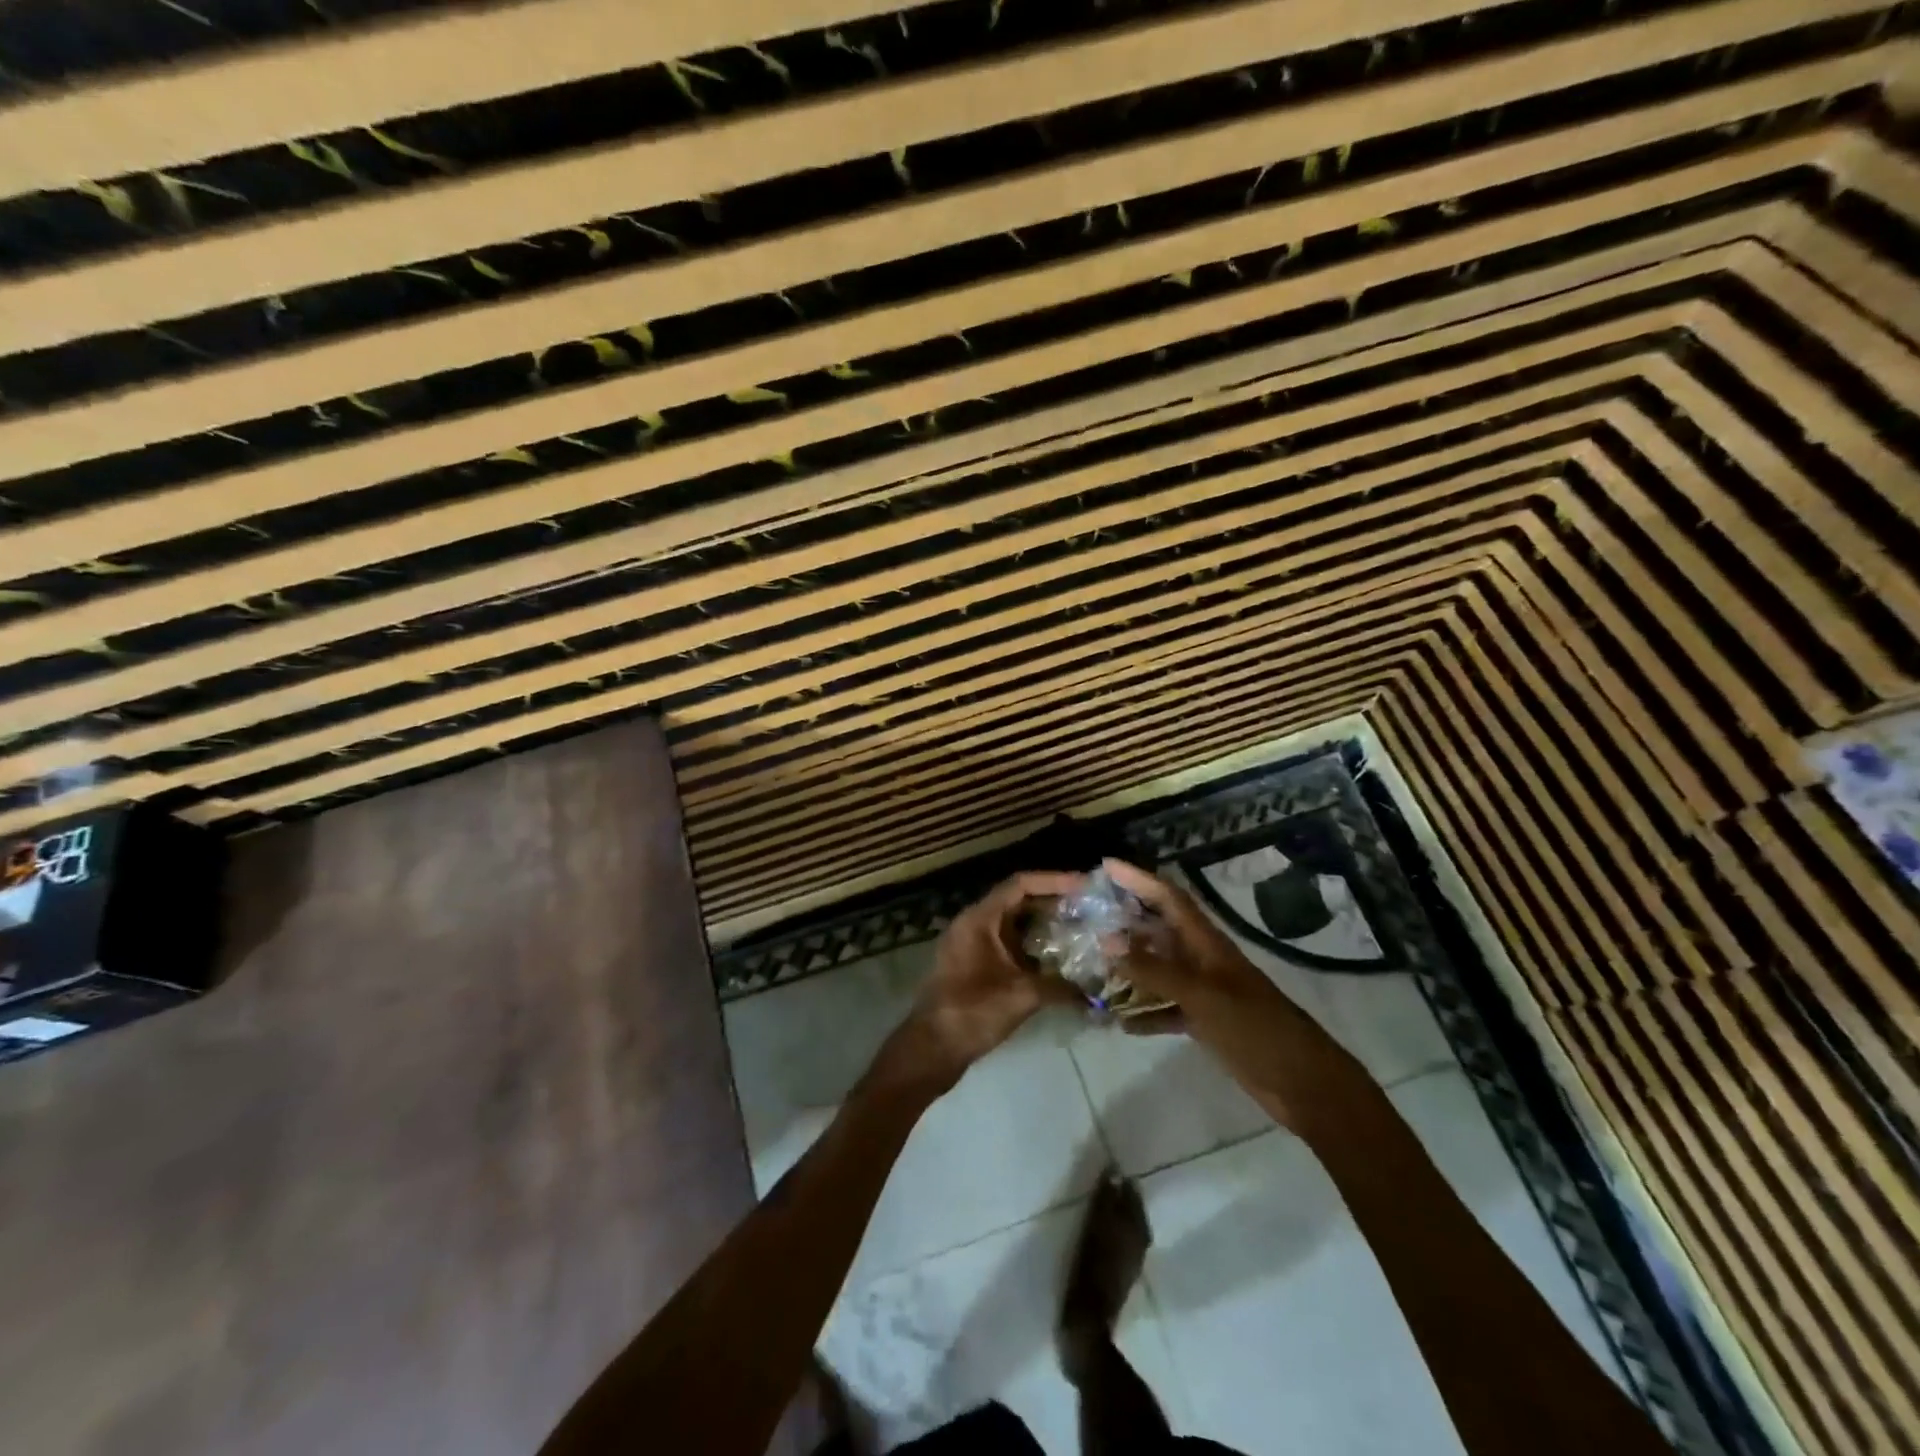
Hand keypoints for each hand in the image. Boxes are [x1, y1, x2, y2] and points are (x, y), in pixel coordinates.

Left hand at [870, 871, 1083, 1095]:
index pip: (1020, 884)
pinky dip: (1033, 947)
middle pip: (1019, 901)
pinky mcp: (976, 965)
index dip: (1054, 881)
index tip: (1084, 886)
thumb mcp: (1021, 996)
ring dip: (1045, 926)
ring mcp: (973, 945)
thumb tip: (1095, 989)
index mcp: (979, 919)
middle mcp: (975, 924)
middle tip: (1090, 909)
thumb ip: (1060, 986)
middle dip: (1054, 903)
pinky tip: (1060, 960)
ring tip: (1082, 930)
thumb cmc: (971, 1013)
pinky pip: (1009, 945)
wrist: (931, 1049)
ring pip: (1015, 924)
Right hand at [1102, 858, 1369, 1135]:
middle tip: (1085, 915)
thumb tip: (1105, 940)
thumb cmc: (1255, 1029)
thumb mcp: (1201, 996)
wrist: (1303, 1084)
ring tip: (1091, 966)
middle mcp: (1202, 960)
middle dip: (1125, 920)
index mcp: (1206, 943)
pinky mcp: (1205, 1021)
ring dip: (1129, 968)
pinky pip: (1166, 1009)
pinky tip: (1120, 1023)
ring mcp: (1204, 991)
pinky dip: (1145, 1013)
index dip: (1139, 878)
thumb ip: (1153, 969)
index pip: (1168, 898)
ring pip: (1158, 970)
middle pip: (1159, 930)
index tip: (1105, 865)